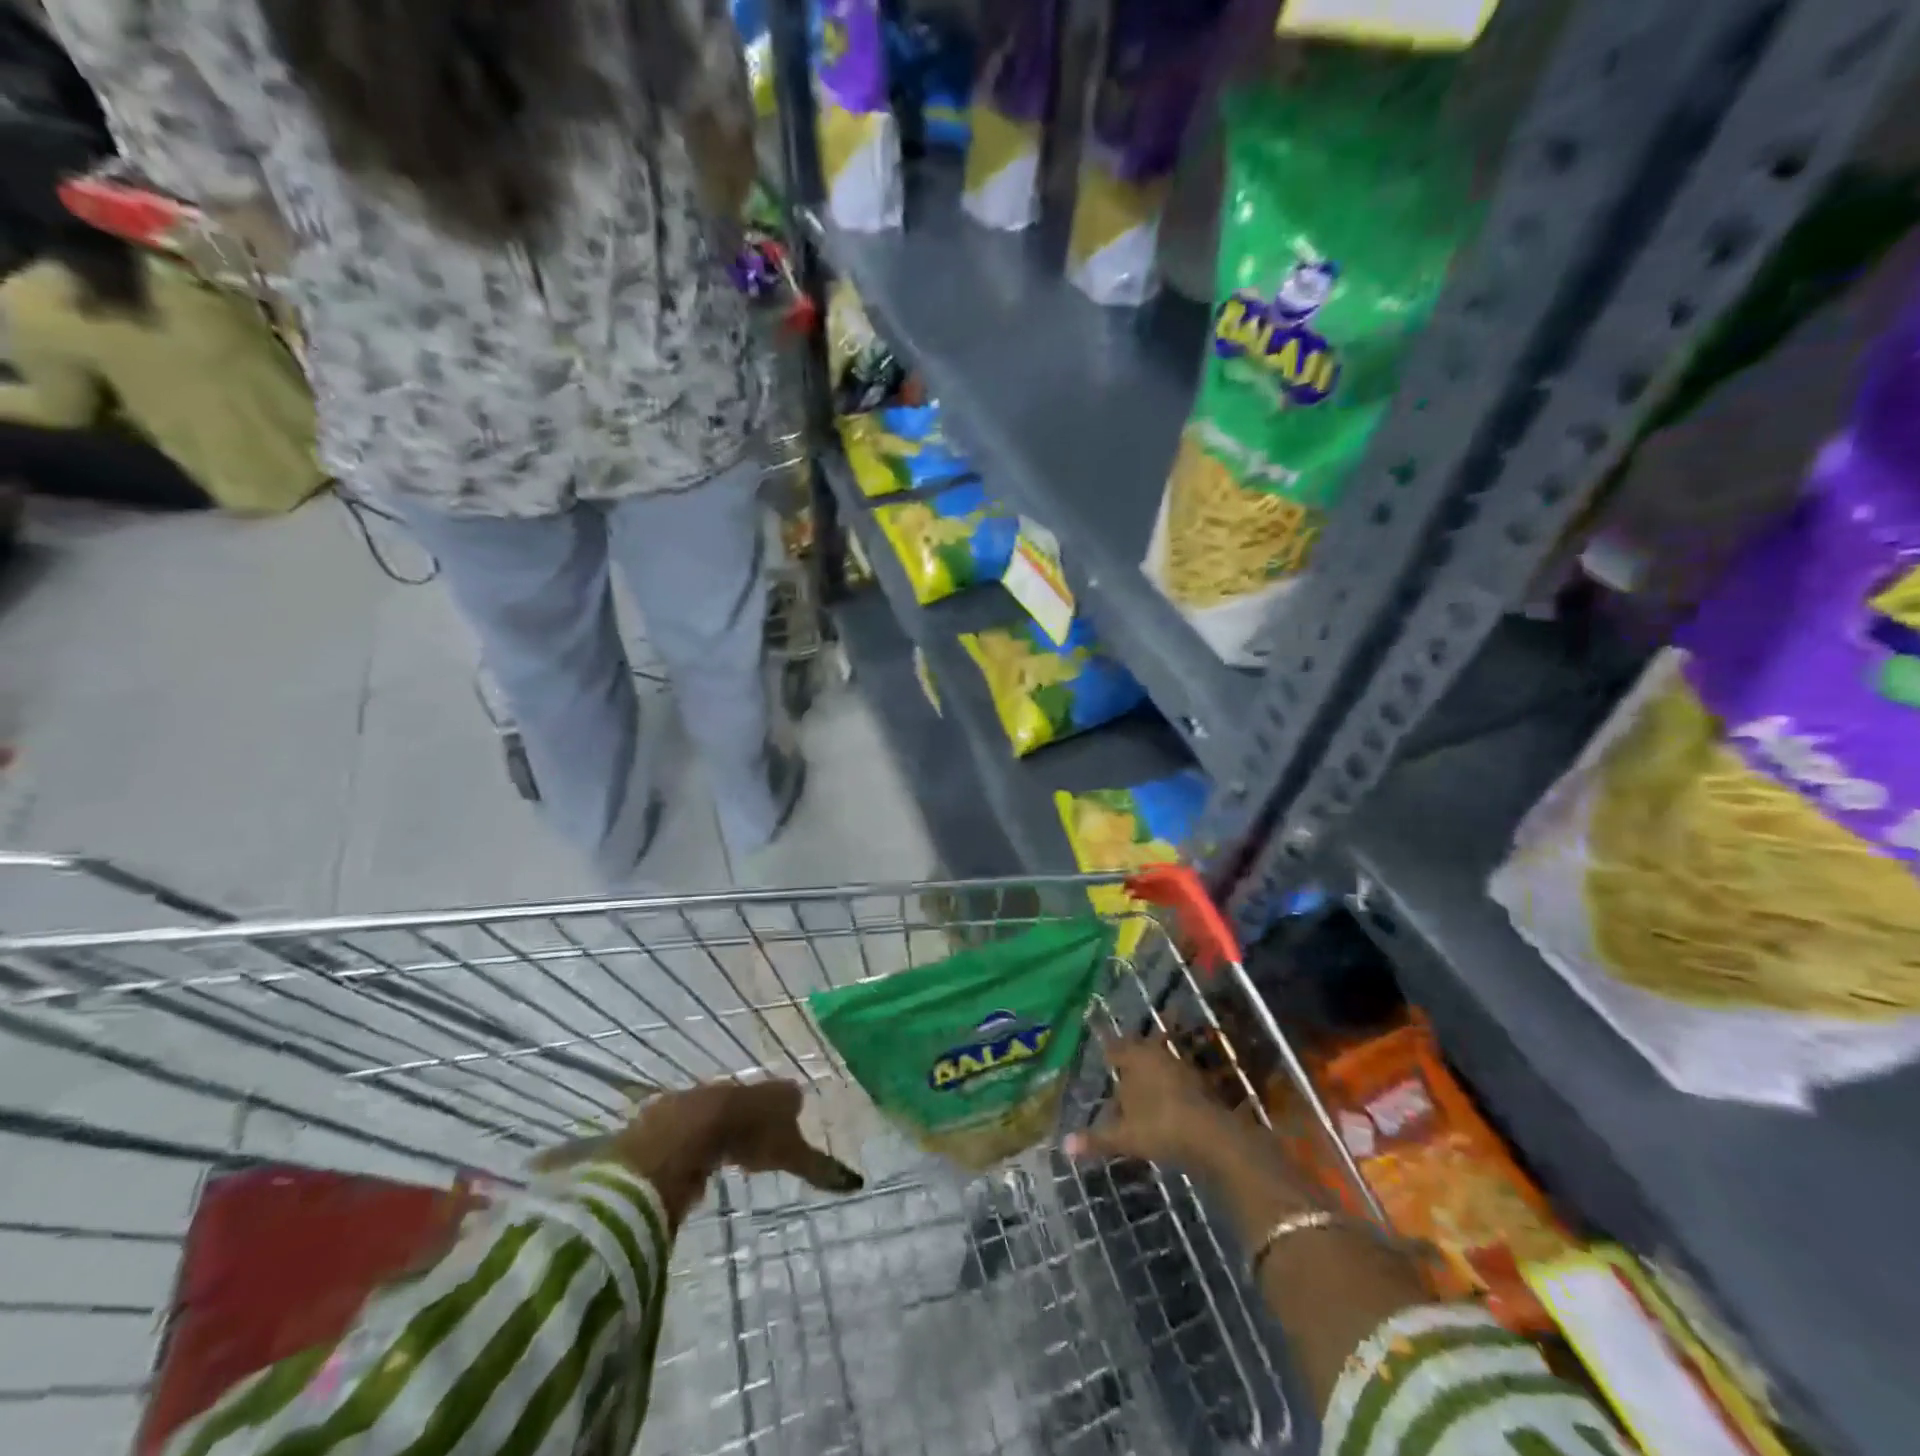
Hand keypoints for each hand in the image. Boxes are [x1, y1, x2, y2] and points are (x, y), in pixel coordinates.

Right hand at [1064, 1034, 1253, 1172]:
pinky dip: (1167, 1090)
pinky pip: (1175, 1081)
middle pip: (1139, 1053)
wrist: (1213, 1137)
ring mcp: (1181, 1068)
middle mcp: (1157, 1055)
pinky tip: (1163, 1107)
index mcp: (1136, 1058)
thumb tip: (1063, 1146)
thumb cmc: (1161, 1127)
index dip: (1108, 1053)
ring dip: (1150, 1076)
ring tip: (1139, 1093)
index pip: (1115, 1048)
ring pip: (1159, 1066)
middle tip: (1119, 1072)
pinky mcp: (1200, 1085)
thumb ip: (1096, 1139)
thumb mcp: (1125, 1136)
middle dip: (1129, 1062)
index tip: (1104, 1058)